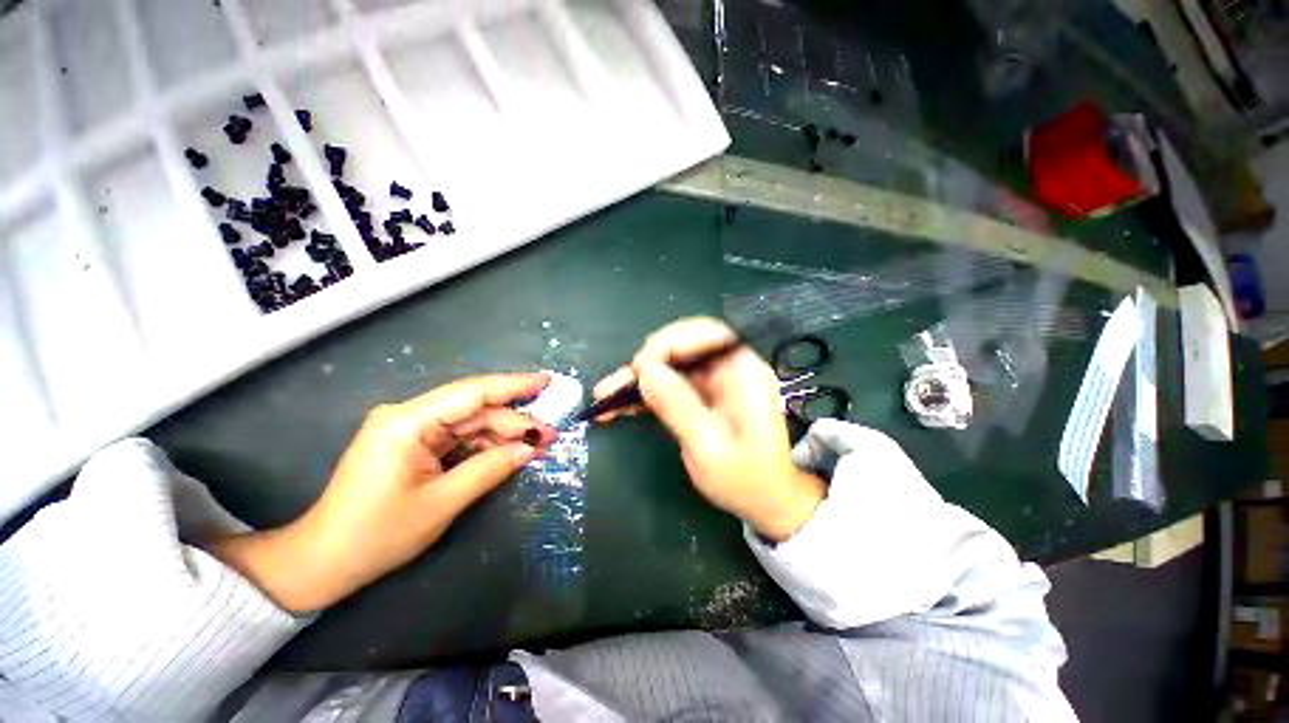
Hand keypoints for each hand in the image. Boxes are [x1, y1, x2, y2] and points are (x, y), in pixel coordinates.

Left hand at [210, 373, 555, 612]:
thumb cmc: (376, 534)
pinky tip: (509, 452)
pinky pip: (459, 437)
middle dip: (514, 421)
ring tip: (535, 447)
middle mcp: (409, 416)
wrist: (323, 561)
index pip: (471, 393)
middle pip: (474, 409)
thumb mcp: (441, 503)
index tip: (547, 382)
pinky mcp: (413, 444)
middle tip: (549, 436)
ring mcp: (410, 430)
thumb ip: (489, 469)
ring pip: (470, 422)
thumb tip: (529, 449)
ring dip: (503, 434)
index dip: (513, 385)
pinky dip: (485, 445)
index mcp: (407, 422)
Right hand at [594, 317, 824, 541]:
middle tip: (619, 384)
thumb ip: (677, 405)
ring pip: (670, 365)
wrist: (765, 500)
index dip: (668, 343)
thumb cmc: (745, 478)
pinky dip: (646, 393)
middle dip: (647, 362)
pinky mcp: (702, 395)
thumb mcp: (708, 446)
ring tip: (606, 395)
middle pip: (683, 347)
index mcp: (742, 371)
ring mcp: (714, 381)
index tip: (639, 369)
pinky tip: (620, 406)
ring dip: (639, 379)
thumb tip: (645, 371)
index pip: (704, 334)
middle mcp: (728, 368)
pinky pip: (670, 384)